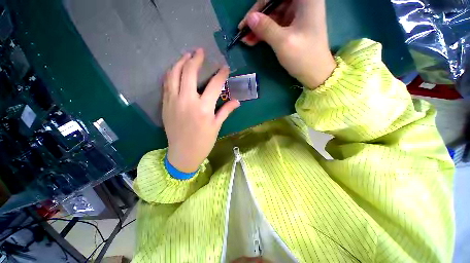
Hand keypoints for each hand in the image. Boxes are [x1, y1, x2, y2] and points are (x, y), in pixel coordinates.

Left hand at [163, 49, 239, 172]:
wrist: (183, 154)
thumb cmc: (203, 142)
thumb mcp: (216, 126)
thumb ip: (226, 111)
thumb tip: (237, 101)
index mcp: (204, 108)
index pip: (214, 84)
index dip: (221, 74)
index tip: (225, 68)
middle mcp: (187, 101)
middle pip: (189, 72)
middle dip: (196, 59)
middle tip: (200, 51)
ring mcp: (173, 101)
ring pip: (173, 74)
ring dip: (180, 62)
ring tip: (186, 56)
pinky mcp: (165, 105)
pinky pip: (166, 84)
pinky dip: (171, 74)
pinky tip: (175, 70)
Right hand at [239, 0, 335, 88]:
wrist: (315, 73)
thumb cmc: (303, 57)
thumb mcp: (283, 42)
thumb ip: (266, 28)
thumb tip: (249, 18)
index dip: (260, 5)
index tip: (247, 20)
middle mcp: (302, 2)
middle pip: (274, 3)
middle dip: (257, 18)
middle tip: (243, 32)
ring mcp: (297, 15)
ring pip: (273, 15)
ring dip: (258, 27)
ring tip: (245, 40)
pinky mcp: (293, 26)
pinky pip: (275, 25)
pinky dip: (264, 32)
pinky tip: (253, 40)